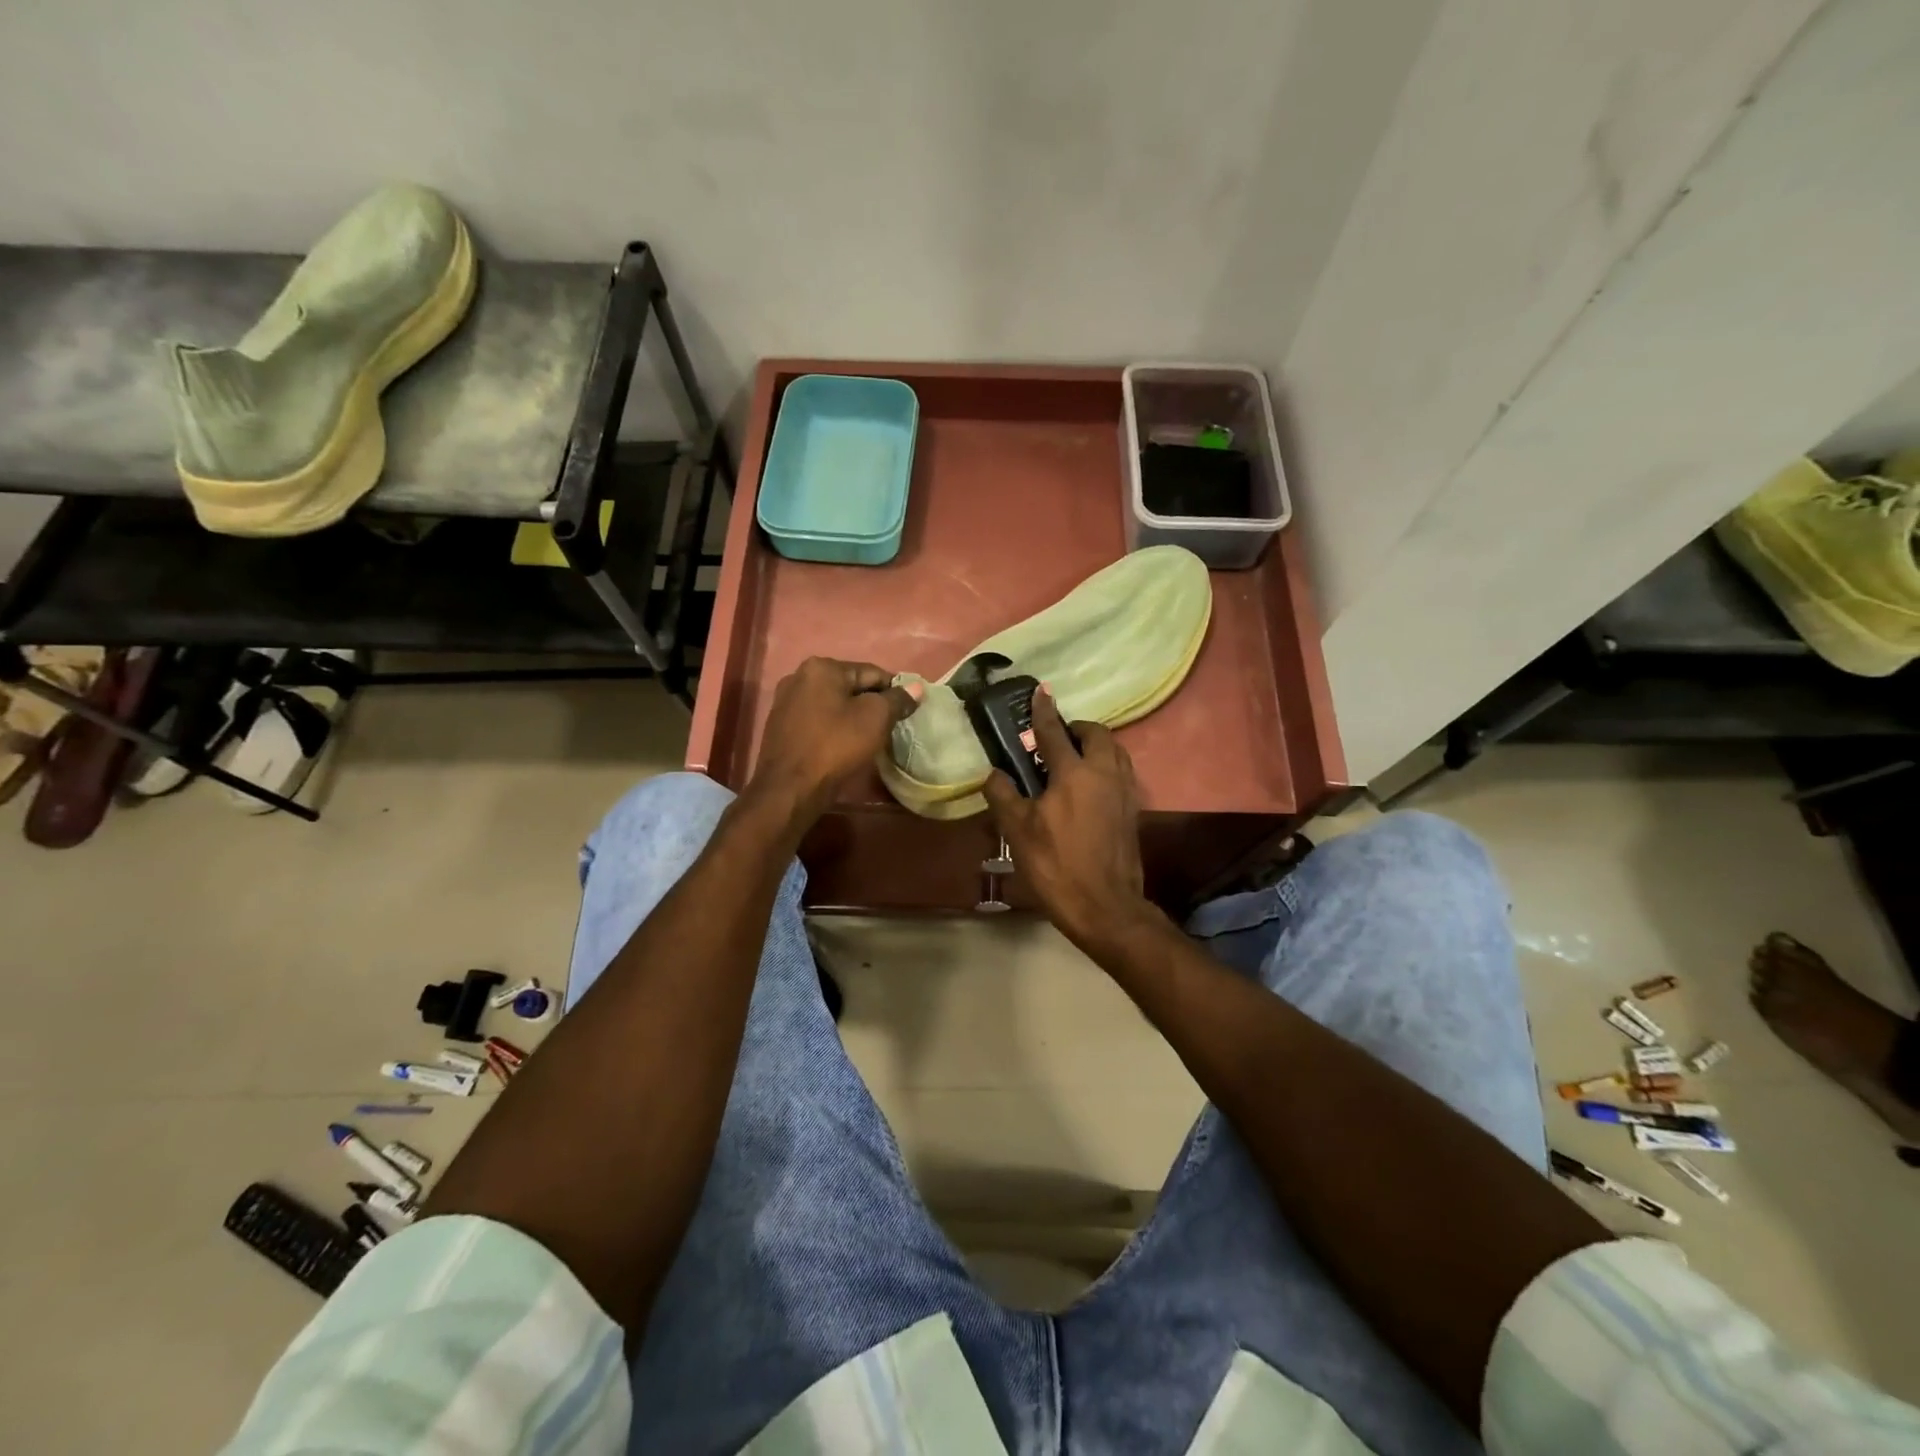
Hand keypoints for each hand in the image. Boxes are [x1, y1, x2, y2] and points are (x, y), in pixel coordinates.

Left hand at [749, 657, 921, 824]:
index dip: (893, 692)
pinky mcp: (779, 726)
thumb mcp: (876, 718)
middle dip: (870, 704)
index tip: (906, 712)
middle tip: (887, 728)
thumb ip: (898, 699)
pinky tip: (841, 746)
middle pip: (850, 687)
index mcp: (822, 667)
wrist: (790, 788)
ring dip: (851, 717)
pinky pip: (816, 720)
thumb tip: (917, 688)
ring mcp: (785, 701)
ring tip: (866, 739)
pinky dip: (832, 728)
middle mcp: (799, 676)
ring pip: (832, 704)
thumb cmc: (836, 746)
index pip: (871, 673)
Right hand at [982, 687, 1154, 951]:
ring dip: (1095, 744)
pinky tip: (1089, 784)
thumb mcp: (1018, 831)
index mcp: (1074, 773)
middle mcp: (1104, 773)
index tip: (1039, 692)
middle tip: (1055, 738)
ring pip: (1115, 750)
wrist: (1105, 905)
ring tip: (1073, 757)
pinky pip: (1121, 771)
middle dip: (1077, 727)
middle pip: (1096, 734)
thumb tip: (994, 773)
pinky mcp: (1133, 809)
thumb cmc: (1056, 865)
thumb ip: (1003, 795)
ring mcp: (1124, 790)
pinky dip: (1105, 764)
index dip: (1043, 711)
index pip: (1055, 732)